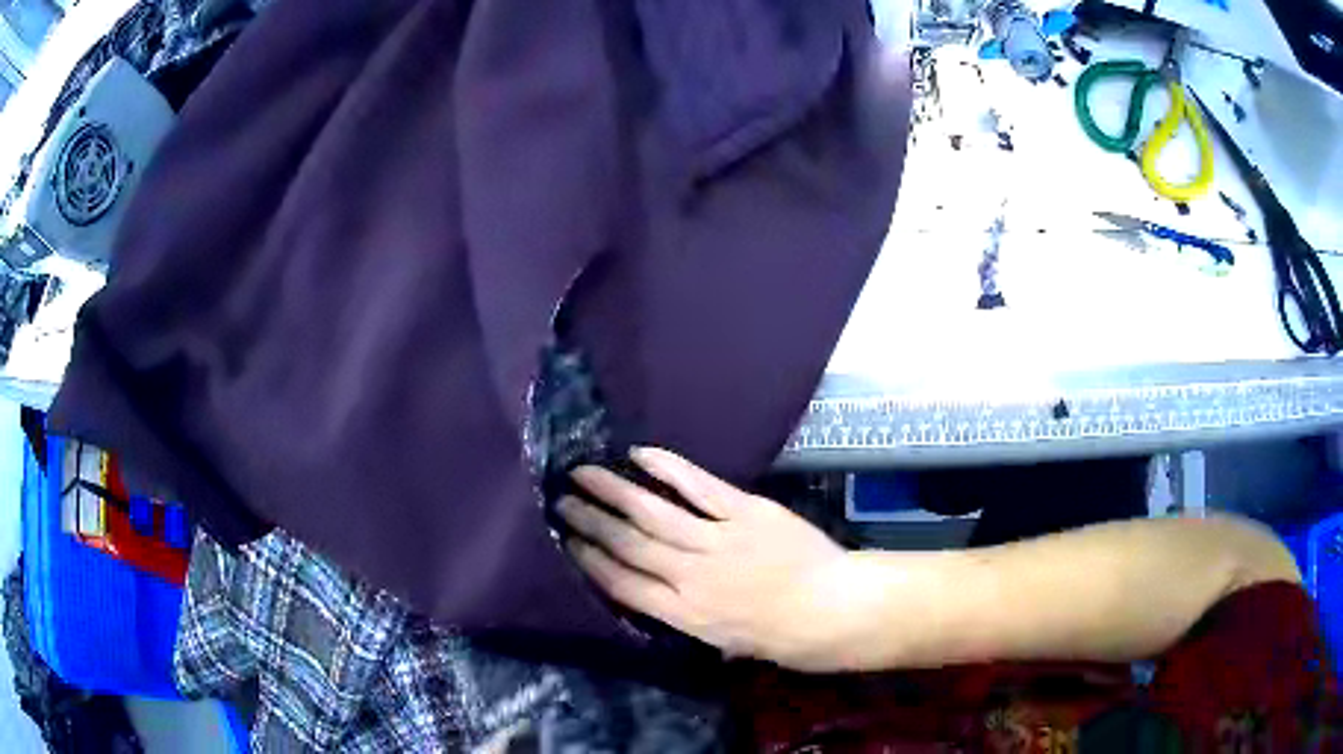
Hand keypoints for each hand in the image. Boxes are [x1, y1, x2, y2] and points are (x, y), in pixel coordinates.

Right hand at [558, 447, 863, 670]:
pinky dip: (667, 467)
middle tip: (560, 500)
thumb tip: (668, 602)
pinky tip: (640, 455)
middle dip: (589, 521)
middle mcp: (689, 576)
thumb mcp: (729, 645)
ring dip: (614, 491)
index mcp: (684, 615)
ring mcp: (716, 540)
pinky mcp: (744, 511)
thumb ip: (694, 621)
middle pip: (627, 544)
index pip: (621, 584)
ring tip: (582, 473)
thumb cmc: (786, 637)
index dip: (589, 560)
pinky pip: (698, 486)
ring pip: (652, 512)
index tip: (564, 540)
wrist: (835, 609)